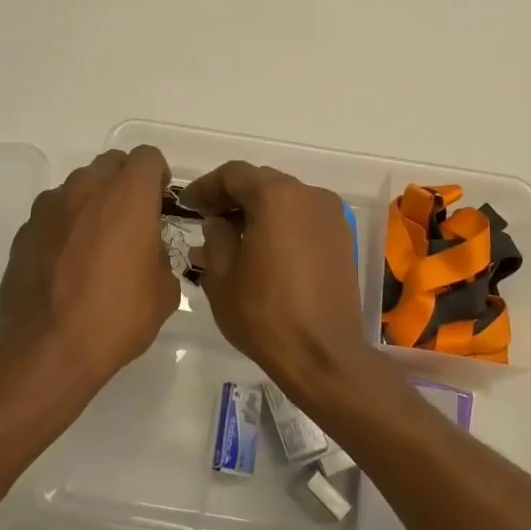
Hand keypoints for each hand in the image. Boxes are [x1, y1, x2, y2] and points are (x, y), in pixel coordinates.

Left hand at [0, 147, 178, 421]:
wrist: (47, 347)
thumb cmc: (117, 315)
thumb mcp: (163, 290)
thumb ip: (160, 255)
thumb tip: (146, 250)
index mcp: (128, 195)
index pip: (147, 157)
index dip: (157, 176)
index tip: (159, 202)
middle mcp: (86, 188)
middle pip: (111, 164)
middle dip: (125, 184)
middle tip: (131, 221)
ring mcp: (50, 207)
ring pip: (78, 188)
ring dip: (92, 204)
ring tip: (96, 246)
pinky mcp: (25, 230)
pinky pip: (53, 215)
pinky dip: (65, 228)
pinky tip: (67, 265)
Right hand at [181, 161, 371, 406]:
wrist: (323, 355)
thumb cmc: (265, 314)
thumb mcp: (221, 276)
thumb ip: (215, 236)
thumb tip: (218, 221)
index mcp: (276, 196)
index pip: (234, 174)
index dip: (206, 186)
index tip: (187, 205)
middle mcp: (309, 195)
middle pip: (262, 182)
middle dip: (231, 197)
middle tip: (206, 219)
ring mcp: (331, 216)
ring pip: (284, 201)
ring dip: (256, 213)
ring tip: (230, 240)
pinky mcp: (342, 238)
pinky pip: (303, 219)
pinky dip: (280, 226)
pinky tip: (260, 251)